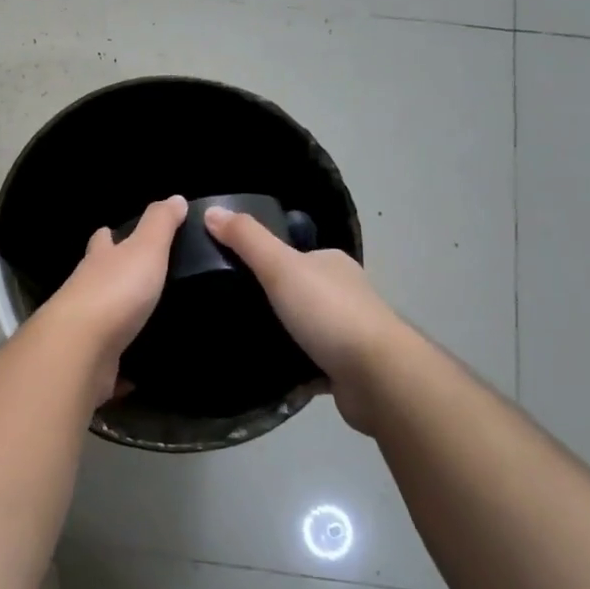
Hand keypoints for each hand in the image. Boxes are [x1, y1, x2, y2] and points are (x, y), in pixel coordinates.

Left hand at [36, 194, 187, 404]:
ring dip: (117, 321)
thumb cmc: (116, 291)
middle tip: (138, 282)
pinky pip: (110, 365)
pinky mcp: (90, 364)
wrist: (81, 349)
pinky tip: (138, 374)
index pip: (101, 241)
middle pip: (96, 278)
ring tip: (147, 324)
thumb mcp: (145, 248)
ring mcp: (84, 330)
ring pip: (102, 320)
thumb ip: (160, 224)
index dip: (108, 235)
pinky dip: (122, 368)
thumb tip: (175, 197)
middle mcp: (85, 291)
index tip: (114, 232)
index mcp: (99, 261)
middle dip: (111, 277)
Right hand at [203, 206, 403, 434]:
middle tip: (229, 311)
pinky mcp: (348, 370)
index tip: (229, 273)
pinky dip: (292, 370)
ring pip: (304, 330)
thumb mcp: (280, 266)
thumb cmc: (329, 313)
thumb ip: (247, 239)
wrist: (378, 377)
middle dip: (269, 302)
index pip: (292, 255)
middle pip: (297, 292)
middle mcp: (344, 295)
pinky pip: (311, 365)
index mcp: (331, 264)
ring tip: (240, 342)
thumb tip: (211, 211)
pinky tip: (266, 374)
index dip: (263, 261)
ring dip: (280, 337)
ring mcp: (349, 334)